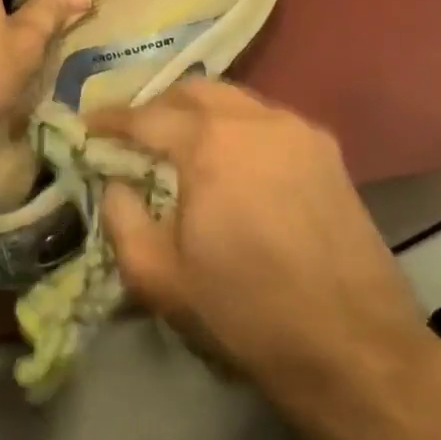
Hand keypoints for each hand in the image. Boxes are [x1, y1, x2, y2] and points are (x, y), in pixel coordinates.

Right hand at [93, 79, 436, 408]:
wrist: (354, 349)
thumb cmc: (245, 313)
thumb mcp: (158, 277)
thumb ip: (121, 217)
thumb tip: (115, 181)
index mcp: (209, 144)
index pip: (145, 117)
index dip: (109, 120)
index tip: (86, 126)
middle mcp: (254, 120)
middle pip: (193, 91)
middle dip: (156, 106)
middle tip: (135, 135)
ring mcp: (298, 131)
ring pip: (235, 99)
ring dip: (199, 113)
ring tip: (181, 146)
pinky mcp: (328, 152)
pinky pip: (267, 120)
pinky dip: (237, 127)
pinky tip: (232, 163)